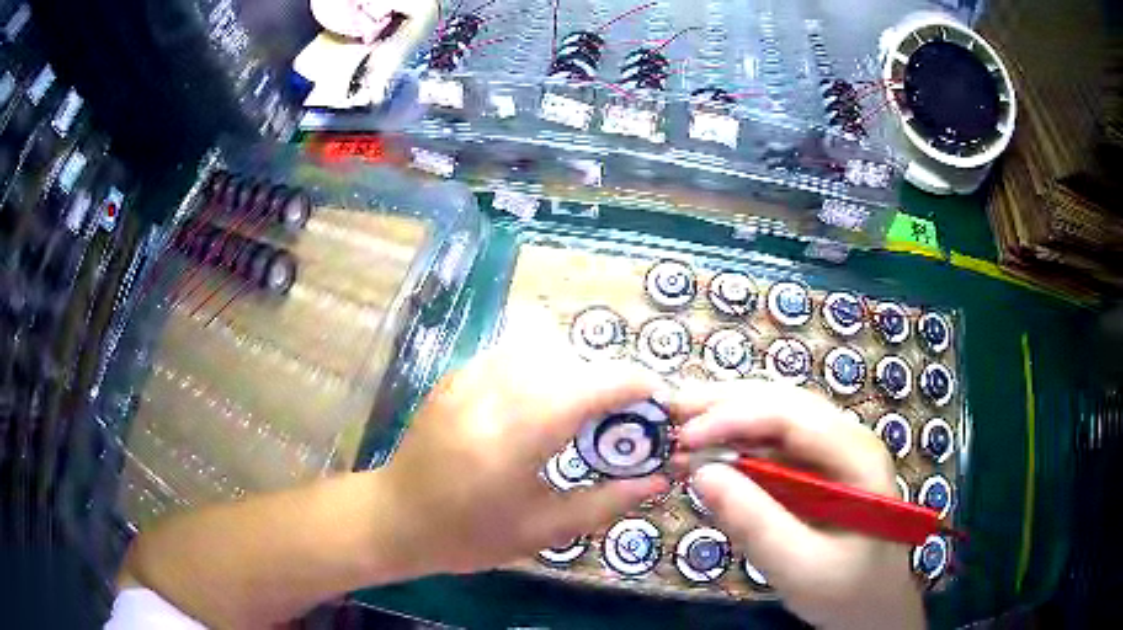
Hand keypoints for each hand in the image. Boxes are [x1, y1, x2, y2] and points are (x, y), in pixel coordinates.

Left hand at [379, 327, 669, 575]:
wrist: (396, 517)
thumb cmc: (469, 535)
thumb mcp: (543, 531)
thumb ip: (606, 502)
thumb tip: (658, 479)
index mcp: (518, 434)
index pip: (591, 385)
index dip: (634, 384)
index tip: (656, 399)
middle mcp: (494, 390)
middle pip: (571, 355)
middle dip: (605, 378)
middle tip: (615, 416)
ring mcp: (468, 375)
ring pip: (539, 340)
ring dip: (571, 365)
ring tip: (575, 408)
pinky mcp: (455, 373)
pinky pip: (510, 349)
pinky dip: (538, 364)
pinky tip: (534, 403)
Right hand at [670, 381, 924, 629]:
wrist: (874, 605)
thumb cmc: (847, 591)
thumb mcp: (801, 568)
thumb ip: (756, 523)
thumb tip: (702, 474)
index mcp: (857, 457)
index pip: (794, 417)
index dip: (736, 418)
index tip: (685, 438)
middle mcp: (847, 440)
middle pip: (783, 402)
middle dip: (724, 403)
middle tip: (668, 410)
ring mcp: (833, 451)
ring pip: (775, 416)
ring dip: (726, 416)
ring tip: (679, 423)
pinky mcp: (816, 468)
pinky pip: (772, 443)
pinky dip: (735, 441)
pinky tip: (708, 449)